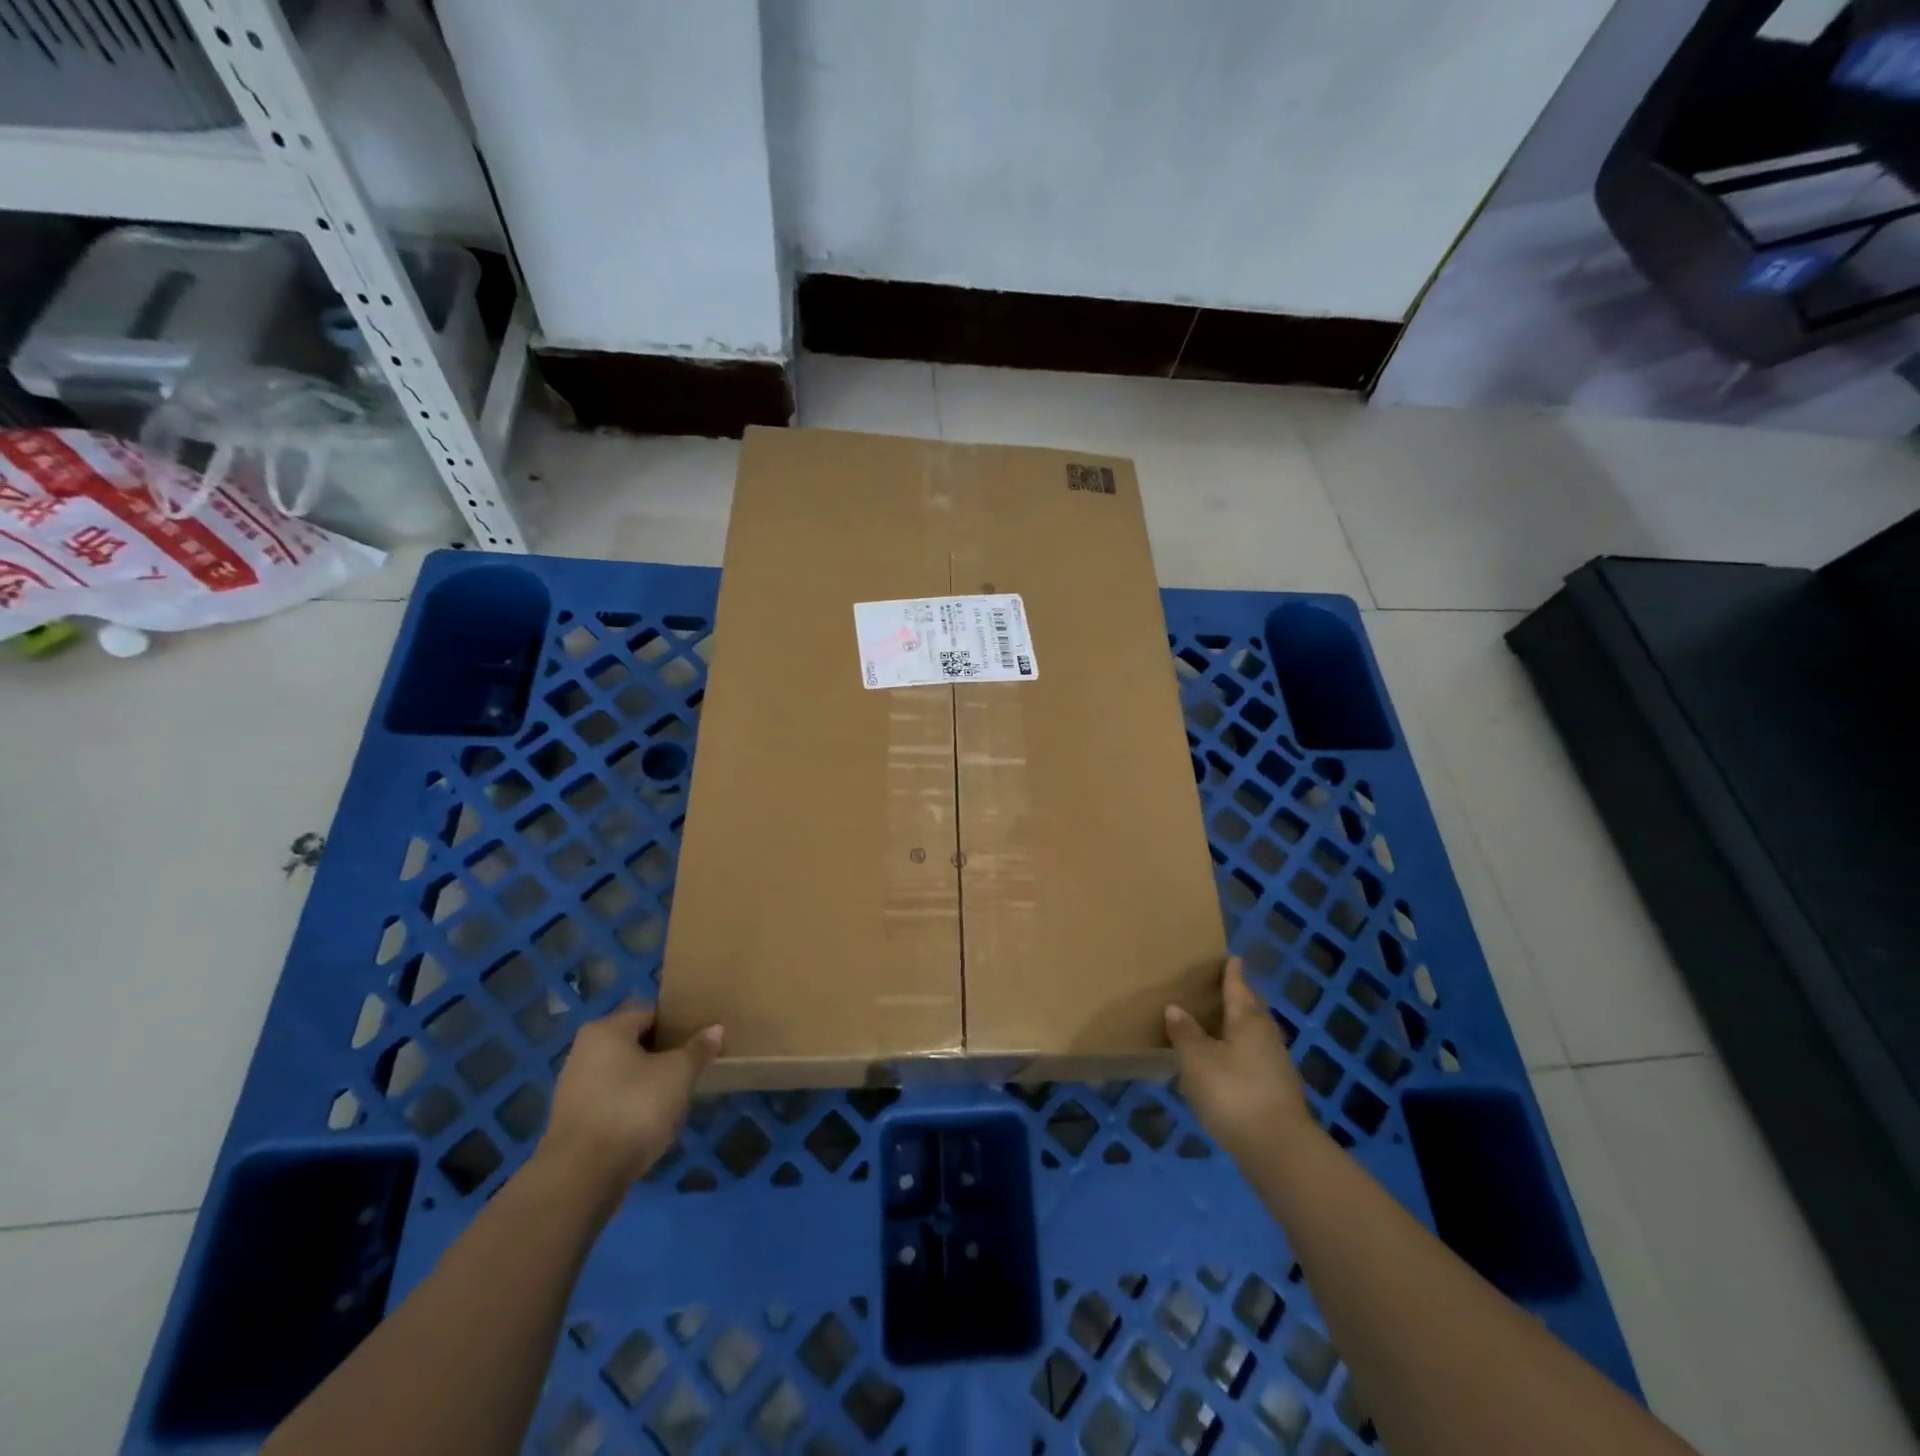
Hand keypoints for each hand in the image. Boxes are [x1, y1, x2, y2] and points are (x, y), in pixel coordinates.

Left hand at [536, 1005, 722, 1202]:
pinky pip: (611, 1100)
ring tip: (676, 1096)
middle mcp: (584, 1051)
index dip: (679, 1025)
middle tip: (693, 1067)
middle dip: (664, 1054)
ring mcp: (574, 1087)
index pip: (651, 1013)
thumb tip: (715, 1028)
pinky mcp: (573, 1120)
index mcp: (606, 1029)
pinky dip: (631, 1105)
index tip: (701, 1040)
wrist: (581, 1177)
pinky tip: (651, 1121)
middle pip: (635, 1043)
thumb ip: (697, 1049)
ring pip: (623, 1073)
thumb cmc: (633, 1109)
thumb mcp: (678, 1074)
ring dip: (648, 1082)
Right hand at [1166, 958, 1316, 1163]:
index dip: (1233, 972)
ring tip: (1218, 1028)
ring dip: (1239, 1030)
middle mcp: (1267, 1036)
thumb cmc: (1233, 1092)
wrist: (1278, 1149)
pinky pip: (1256, 1061)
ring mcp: (1277, 1066)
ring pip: (1255, 1037)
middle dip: (1238, 1000)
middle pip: (1251, 1011)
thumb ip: (1185, 1033)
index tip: (1232, 957)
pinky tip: (1227, 1066)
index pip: (1238, 987)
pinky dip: (1241, 1056)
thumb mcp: (1197, 1060)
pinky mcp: (1278, 1093)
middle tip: (1222, 990)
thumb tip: (1176, 1008)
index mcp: (1248, 1020)